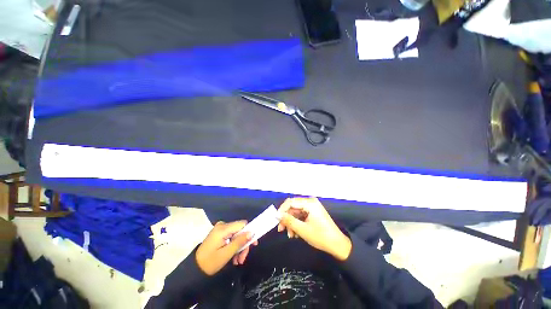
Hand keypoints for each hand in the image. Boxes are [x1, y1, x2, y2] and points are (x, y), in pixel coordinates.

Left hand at [196, 221, 256, 275]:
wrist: (194, 269)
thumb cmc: (210, 262)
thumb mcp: (226, 254)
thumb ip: (239, 241)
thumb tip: (252, 232)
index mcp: (223, 228)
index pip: (242, 224)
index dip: (250, 232)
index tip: (253, 244)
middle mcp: (222, 225)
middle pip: (240, 231)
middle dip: (243, 244)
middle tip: (243, 259)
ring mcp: (220, 229)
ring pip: (237, 235)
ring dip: (239, 247)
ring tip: (238, 261)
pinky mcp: (219, 234)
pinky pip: (231, 237)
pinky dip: (234, 247)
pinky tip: (234, 258)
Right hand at [277, 197, 351, 260]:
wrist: (338, 245)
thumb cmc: (321, 237)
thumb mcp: (302, 229)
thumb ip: (288, 220)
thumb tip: (277, 214)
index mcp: (309, 203)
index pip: (290, 202)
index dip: (282, 210)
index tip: (276, 219)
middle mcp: (310, 202)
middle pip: (293, 207)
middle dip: (287, 219)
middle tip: (281, 230)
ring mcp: (312, 207)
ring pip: (296, 212)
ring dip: (291, 223)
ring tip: (291, 235)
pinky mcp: (313, 213)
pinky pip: (301, 215)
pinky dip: (297, 223)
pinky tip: (296, 233)